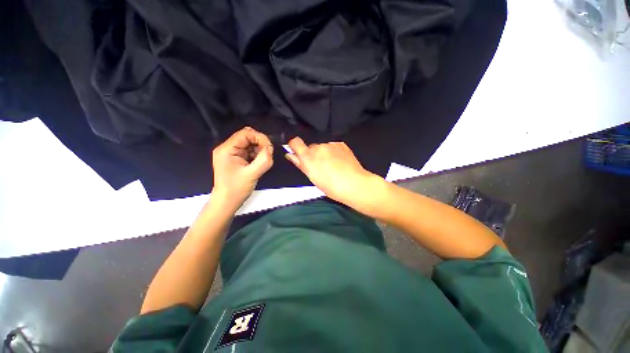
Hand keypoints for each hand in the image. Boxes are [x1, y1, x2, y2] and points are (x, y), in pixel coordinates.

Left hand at [212, 127, 272, 209]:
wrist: (227, 201)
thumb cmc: (236, 189)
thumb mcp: (252, 174)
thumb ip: (263, 160)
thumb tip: (271, 148)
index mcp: (227, 149)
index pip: (245, 134)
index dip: (260, 138)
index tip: (269, 148)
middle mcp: (227, 148)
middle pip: (247, 137)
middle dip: (260, 143)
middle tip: (267, 154)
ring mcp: (231, 154)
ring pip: (249, 143)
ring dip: (259, 149)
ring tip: (262, 161)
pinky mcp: (236, 159)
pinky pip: (249, 151)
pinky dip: (256, 154)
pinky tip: (258, 163)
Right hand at [285, 137, 377, 205]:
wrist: (354, 183)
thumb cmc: (331, 186)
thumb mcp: (312, 178)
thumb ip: (300, 164)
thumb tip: (291, 155)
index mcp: (308, 157)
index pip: (295, 142)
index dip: (295, 146)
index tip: (298, 152)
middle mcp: (318, 147)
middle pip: (311, 147)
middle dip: (313, 154)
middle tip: (320, 166)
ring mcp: (330, 144)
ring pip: (322, 147)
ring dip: (324, 153)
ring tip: (332, 165)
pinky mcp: (341, 144)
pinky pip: (332, 146)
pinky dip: (333, 152)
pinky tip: (339, 161)